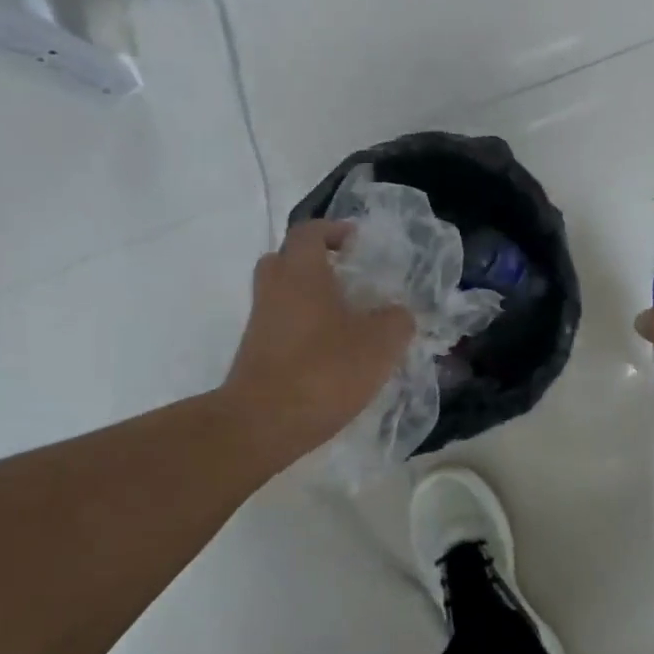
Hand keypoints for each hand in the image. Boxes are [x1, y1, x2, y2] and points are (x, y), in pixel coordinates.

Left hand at [221, 221, 414, 469]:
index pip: (310, 231)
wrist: (262, 423)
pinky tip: (333, 352)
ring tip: (348, 319)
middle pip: (287, 260)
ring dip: (311, 298)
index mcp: (301, 272)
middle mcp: (274, 289)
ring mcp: (260, 322)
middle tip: (348, 277)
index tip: (357, 242)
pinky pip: (282, 326)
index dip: (333, 230)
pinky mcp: (256, 353)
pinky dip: (304, 328)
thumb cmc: (324, 370)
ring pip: (284, 295)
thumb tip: (397, 314)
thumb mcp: (380, 343)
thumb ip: (397, 320)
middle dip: (317, 263)